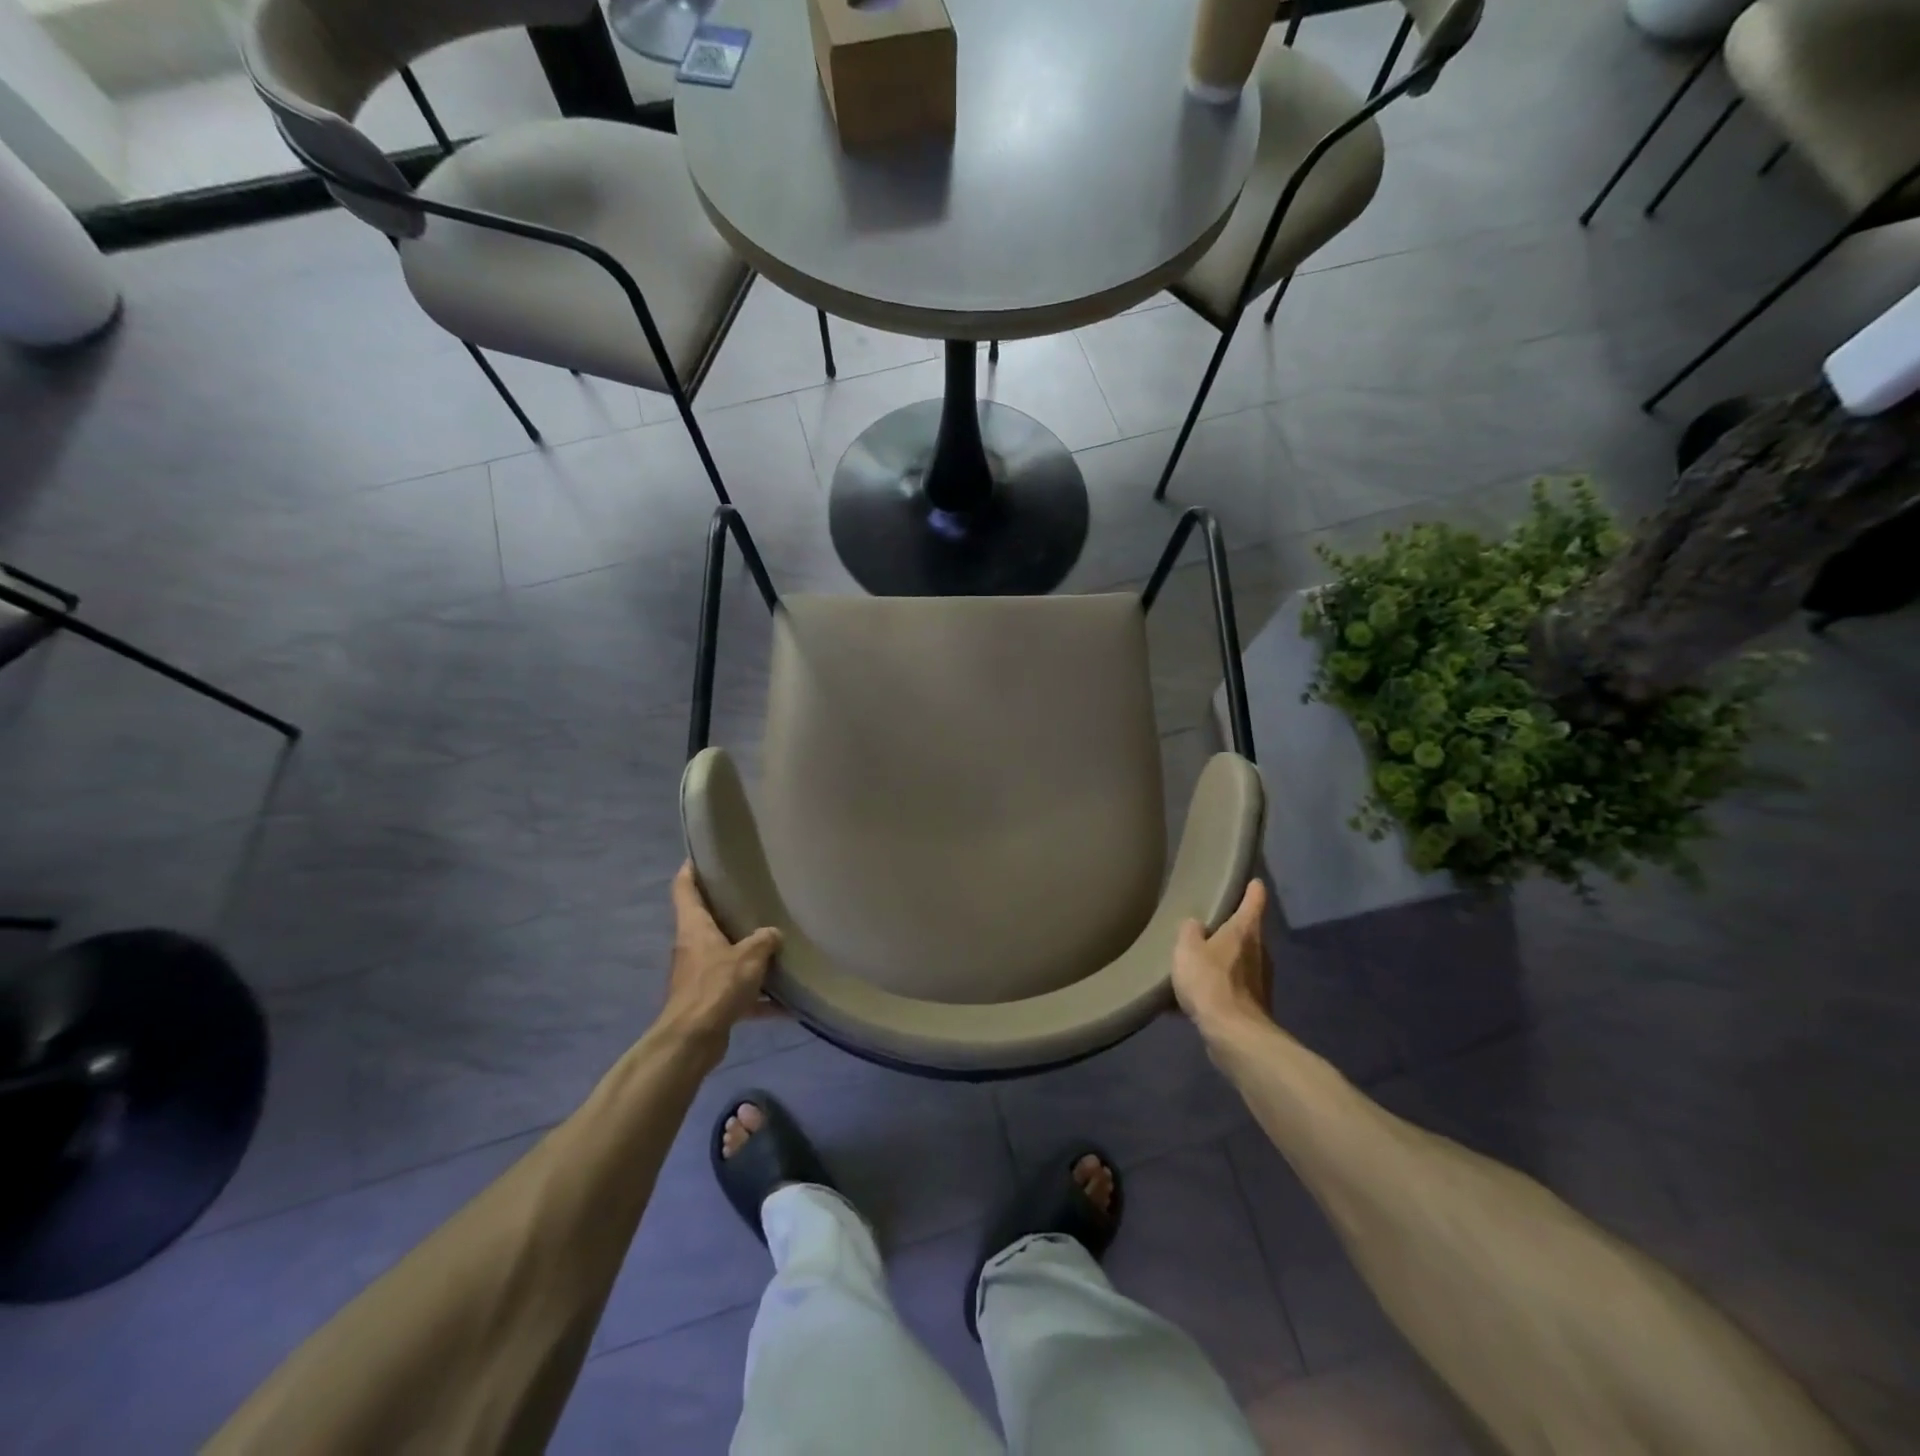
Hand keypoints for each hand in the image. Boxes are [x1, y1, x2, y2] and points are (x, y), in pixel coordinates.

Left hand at [660, 863, 782, 1049]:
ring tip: (775, 946)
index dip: (691, 869)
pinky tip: (786, 1003)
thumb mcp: (749, 957)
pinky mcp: (708, 1002)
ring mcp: (699, 976)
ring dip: (747, 955)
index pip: (685, 888)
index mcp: (694, 927)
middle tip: (755, 896)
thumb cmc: (716, 987)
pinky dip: (758, 996)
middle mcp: (692, 947)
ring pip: (725, 956)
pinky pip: (738, 992)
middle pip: (707, 921)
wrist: (693, 1041)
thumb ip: (764, 940)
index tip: (704, 855)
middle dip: (728, 911)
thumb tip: (773, 934)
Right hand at [1172, 880, 1273, 1043]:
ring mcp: (1260, 981)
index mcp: (1245, 931)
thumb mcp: (1187, 949)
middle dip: (1231, 930)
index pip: (1255, 900)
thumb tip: (1196, 925)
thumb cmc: (1211, 982)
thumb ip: (1189, 931)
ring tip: (1196, 965)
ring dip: (1222, 963)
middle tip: (1208, 926)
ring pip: (1240, 963)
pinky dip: (1217, 990)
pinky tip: (1193, 1001)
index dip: (1253, 889)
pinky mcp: (1254, 1007)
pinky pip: (1231, 990)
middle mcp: (1259, 952)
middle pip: (1248, 933)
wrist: (1234, 1036)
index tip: (1252, 881)